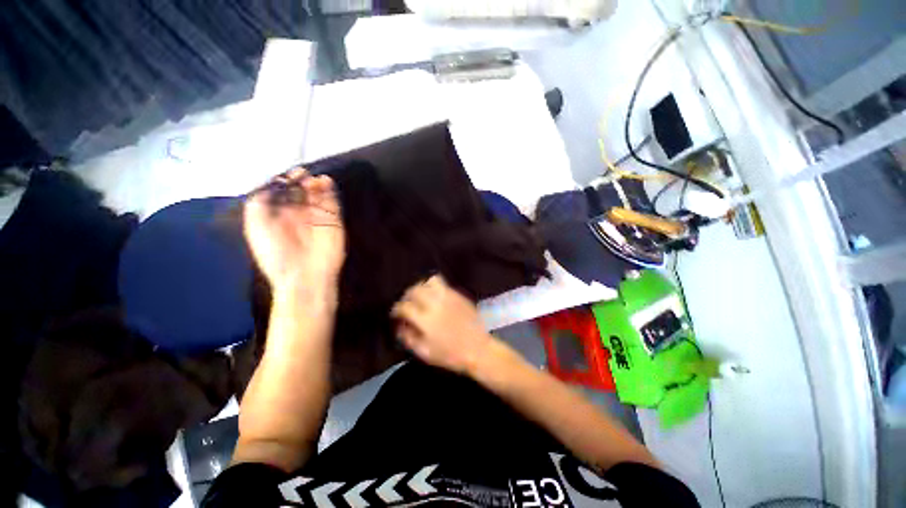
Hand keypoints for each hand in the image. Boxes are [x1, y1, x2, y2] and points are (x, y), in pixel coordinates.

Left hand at [243, 168, 344, 296]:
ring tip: (312, 179)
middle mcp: (298, 215)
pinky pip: (333, 202)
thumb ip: (260, 201)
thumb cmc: (276, 252)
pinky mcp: (334, 222)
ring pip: (317, 194)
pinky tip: (326, 181)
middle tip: (301, 174)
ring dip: (315, 184)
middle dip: (300, 180)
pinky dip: (330, 191)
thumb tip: (271, 184)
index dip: (284, 180)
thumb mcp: (256, 225)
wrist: (305, 275)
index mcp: (277, 216)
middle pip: (300, 191)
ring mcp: (317, 218)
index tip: (287, 174)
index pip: (282, 192)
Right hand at [391, 275, 493, 374]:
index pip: (404, 306)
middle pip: (415, 290)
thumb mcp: (425, 353)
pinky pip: (442, 284)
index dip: (396, 309)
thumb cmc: (451, 355)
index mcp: (426, 319)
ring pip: (429, 281)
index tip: (395, 314)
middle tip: (406, 303)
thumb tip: (400, 325)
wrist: (478, 349)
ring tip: (420, 296)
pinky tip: (434, 297)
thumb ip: (408, 338)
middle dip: (407, 295)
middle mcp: (436, 303)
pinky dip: (433, 287)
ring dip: (421, 287)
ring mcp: (449, 296)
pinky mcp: (458, 294)